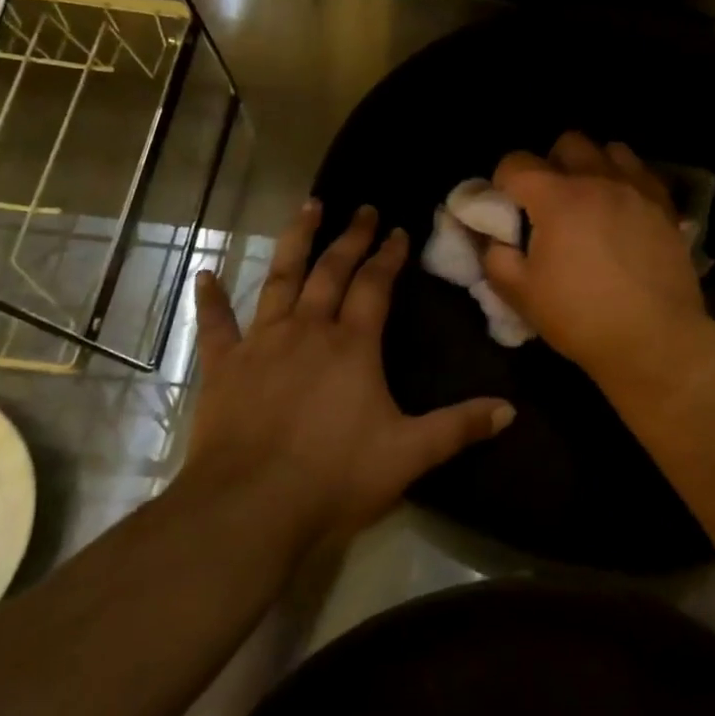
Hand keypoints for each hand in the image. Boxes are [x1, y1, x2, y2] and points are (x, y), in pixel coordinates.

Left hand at [184, 201, 513, 547]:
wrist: (250, 508)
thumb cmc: (335, 477)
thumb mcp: (410, 454)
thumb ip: (459, 427)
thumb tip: (510, 410)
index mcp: (353, 345)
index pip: (376, 285)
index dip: (389, 256)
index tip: (399, 230)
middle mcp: (308, 330)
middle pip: (331, 271)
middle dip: (350, 237)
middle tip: (362, 209)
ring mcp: (262, 344)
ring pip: (280, 279)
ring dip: (295, 241)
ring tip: (307, 208)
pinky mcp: (223, 368)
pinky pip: (216, 325)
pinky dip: (210, 299)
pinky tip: (204, 274)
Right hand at [483, 132, 708, 377]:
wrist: (654, 340)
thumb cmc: (581, 318)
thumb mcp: (520, 294)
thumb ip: (496, 257)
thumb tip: (495, 239)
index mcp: (557, 197)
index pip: (516, 163)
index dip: (503, 182)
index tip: (506, 209)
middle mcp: (599, 180)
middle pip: (568, 143)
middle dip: (551, 165)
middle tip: (549, 203)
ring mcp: (638, 189)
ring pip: (610, 150)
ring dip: (593, 167)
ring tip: (590, 201)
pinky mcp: (666, 206)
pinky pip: (642, 173)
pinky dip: (627, 181)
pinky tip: (624, 211)